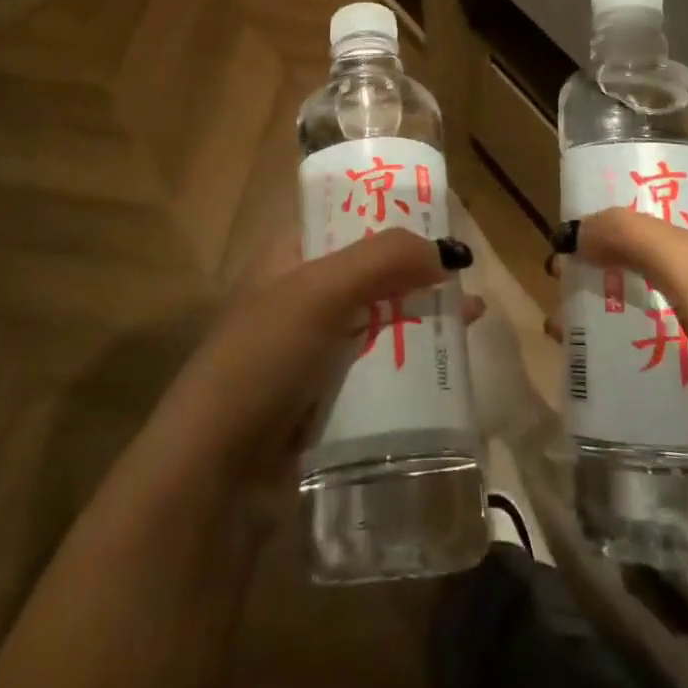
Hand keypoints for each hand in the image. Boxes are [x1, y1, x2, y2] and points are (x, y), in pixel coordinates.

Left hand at [136, 230, 480, 494]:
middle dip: (418, 268)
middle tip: (465, 270)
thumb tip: (449, 252)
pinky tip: (451, 363)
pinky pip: (381, 365)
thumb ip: (384, 260)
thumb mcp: (320, 293)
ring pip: (382, 318)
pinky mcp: (330, 394)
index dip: (390, 211)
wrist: (215, 475)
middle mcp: (303, 295)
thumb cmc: (262, 361)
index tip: (439, 216)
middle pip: (372, 269)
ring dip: (424, 314)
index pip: (345, 217)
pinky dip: (414, 359)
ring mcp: (316, 347)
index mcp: (289, 257)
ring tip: (473, 314)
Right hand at [558, 185, 687, 490]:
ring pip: (648, 293)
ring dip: (607, 301)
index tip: (576, 202)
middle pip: (651, 242)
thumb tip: (577, 230)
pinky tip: (583, 355)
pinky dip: (622, 342)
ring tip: (559, 317)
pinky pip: (654, 338)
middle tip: (556, 267)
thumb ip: (633, 234)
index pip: (671, 186)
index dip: (625, 187)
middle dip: (604, 252)